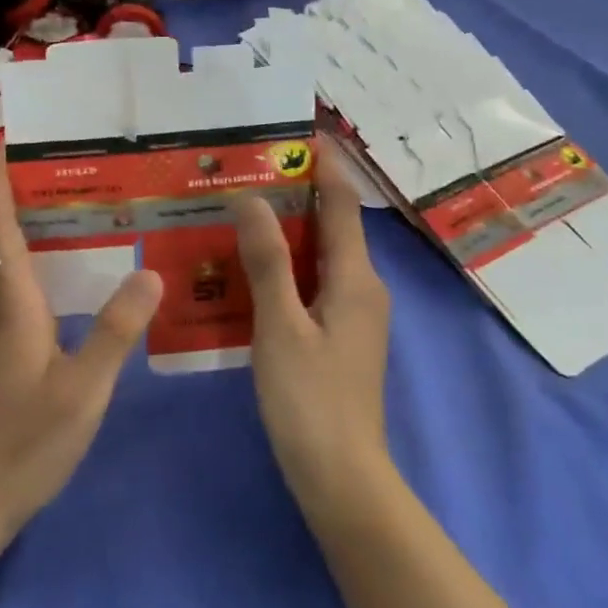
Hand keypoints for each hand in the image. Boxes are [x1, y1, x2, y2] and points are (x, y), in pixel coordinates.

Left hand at [0, 153, 163, 538]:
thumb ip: (115, 331)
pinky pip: (21, 290)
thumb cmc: (23, 442)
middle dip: (28, 194)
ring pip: (13, 263)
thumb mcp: (82, 389)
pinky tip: (81, 276)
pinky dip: (44, 265)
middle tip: (79, 164)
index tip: (13, 140)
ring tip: (88, 207)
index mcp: (11, 303)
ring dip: (37, 228)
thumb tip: (152, 273)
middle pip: (4, 235)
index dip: (1, 180)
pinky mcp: (0, 352)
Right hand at [234, 149, 392, 510]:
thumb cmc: (310, 400)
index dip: (326, 164)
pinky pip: (314, 282)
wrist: (341, 477)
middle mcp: (363, 287)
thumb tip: (252, 198)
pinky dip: (288, 263)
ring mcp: (354, 314)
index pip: (343, 204)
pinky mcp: (340, 335)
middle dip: (299, 192)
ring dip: (289, 228)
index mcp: (356, 278)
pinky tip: (252, 265)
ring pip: (321, 255)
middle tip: (252, 167)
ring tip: (244, 206)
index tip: (301, 130)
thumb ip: (267, 261)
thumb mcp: (280, 326)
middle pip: (332, 225)